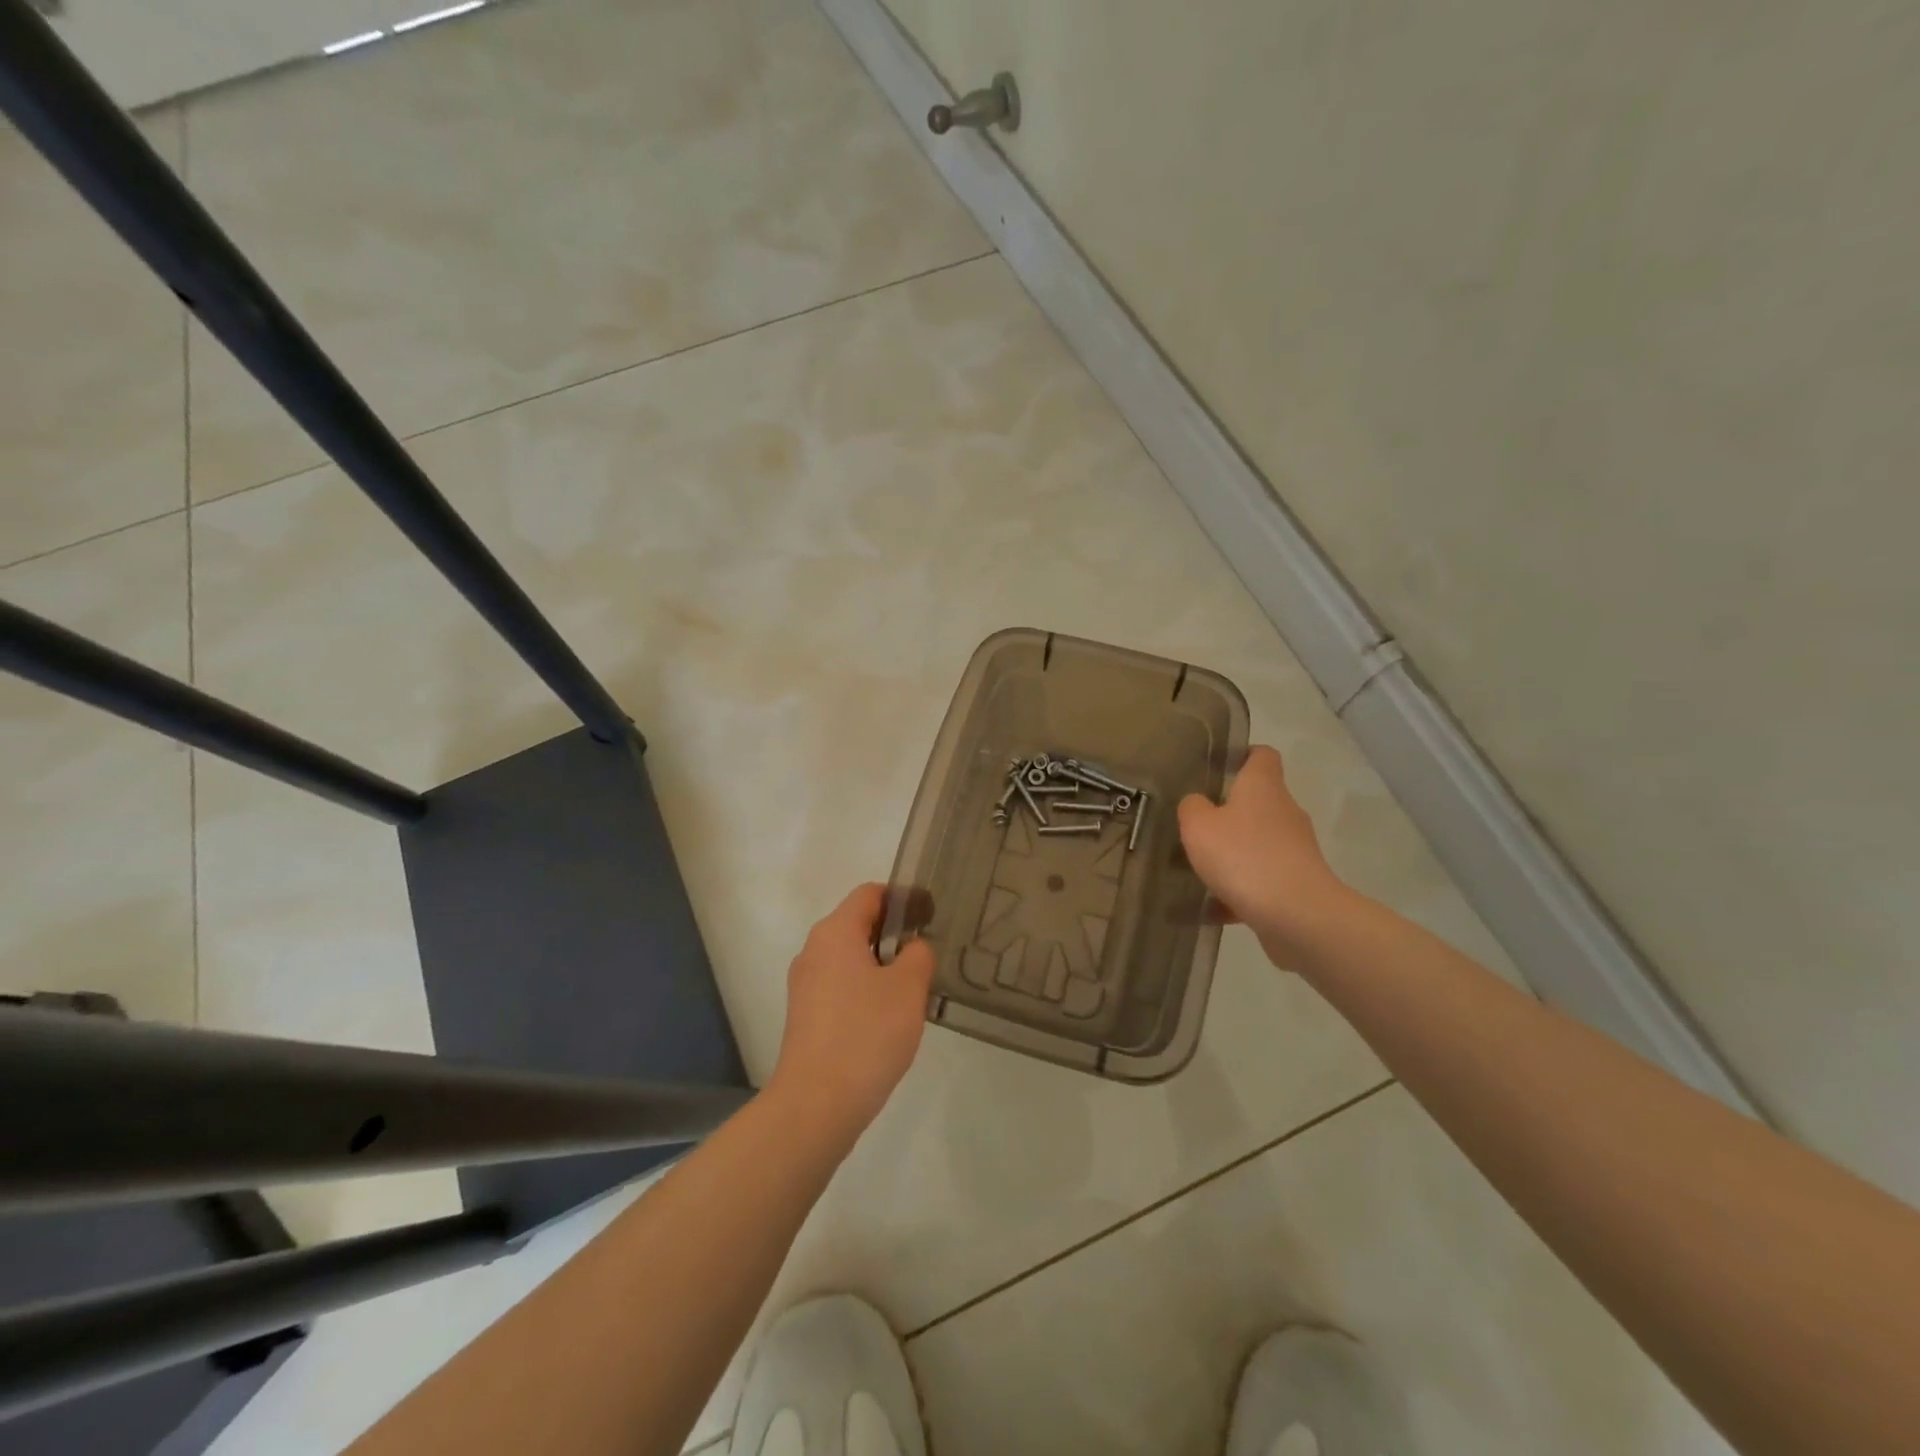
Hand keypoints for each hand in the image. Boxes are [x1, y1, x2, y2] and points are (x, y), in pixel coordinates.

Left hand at [767, 883, 935, 1141]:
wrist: (817, 1104)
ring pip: (849, 957)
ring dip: (881, 964)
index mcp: (835, 932)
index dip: (903, 898)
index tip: (930, 915)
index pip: (870, 894)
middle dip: (894, 933)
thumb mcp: (908, 988)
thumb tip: (913, 948)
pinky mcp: (805, 1014)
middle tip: (927, 953)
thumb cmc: (866, 1034)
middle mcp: (814, 950)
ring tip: (913, 988)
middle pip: (857, 923)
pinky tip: (888, 1017)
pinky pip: (840, 985)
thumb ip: (918, 954)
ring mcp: (805, 984)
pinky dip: (865, 988)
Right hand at [1178, 745, 1360, 963]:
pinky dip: (1237, 891)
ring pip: (1257, 843)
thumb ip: (1192, 808)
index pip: (1262, 755)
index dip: (1242, 755)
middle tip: (1193, 824)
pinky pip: (1260, 880)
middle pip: (1258, 801)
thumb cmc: (1244, 857)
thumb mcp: (1198, 826)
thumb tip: (1198, 803)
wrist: (1297, 916)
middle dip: (1227, 812)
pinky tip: (1209, 908)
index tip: (1217, 767)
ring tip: (1196, 869)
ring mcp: (1295, 849)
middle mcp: (1284, 811)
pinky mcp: (1297, 883)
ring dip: (1231, 854)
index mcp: (1263, 787)